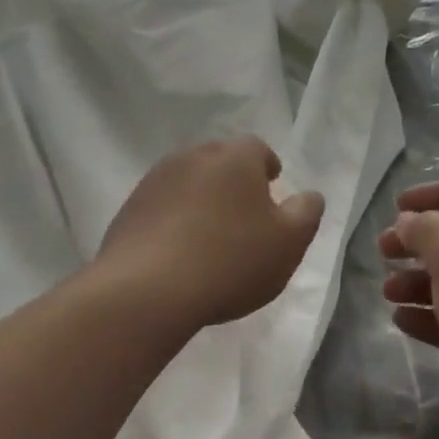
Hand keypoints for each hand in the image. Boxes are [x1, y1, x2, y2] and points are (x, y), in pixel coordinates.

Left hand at [97, 137, 325, 329]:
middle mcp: (193, 156)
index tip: (271, 188)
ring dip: (201, 199)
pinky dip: (173, 219)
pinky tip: (178, 249)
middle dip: (233, 181)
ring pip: (188, 181)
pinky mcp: (130, 207)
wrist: (147, 289)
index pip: (257, 149)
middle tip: (243, 213)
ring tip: (210, 234)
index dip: (267, 168)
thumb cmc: (230, 261)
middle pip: (220, 161)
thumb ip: (305, 213)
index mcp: (234, 158)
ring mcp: (156, 180)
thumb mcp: (288, 243)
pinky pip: (161, 206)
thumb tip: (309, 195)